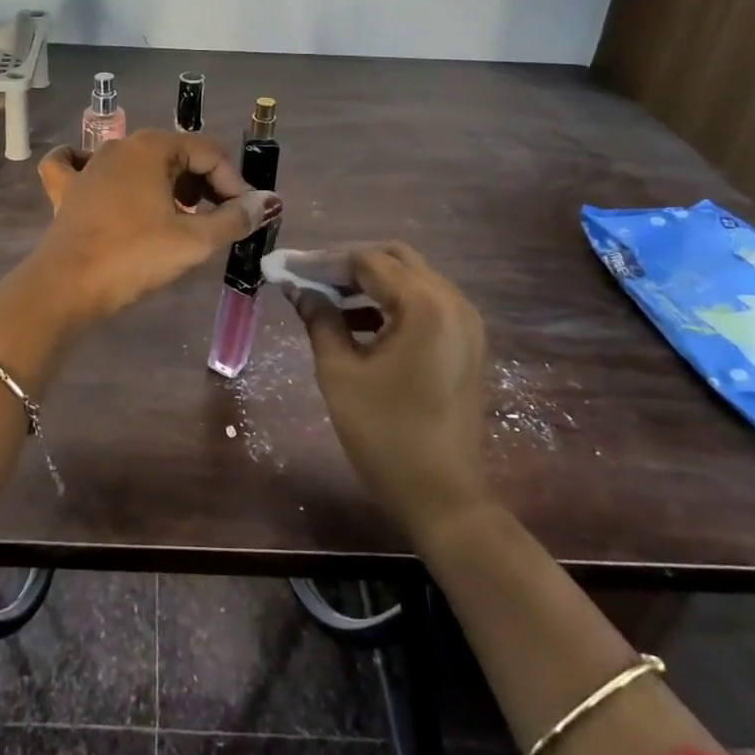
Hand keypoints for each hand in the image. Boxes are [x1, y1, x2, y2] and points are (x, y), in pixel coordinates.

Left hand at [30, 129, 279, 321]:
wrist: (65, 286)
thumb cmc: (133, 256)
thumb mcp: (193, 240)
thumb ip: (234, 219)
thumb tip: (267, 203)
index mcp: (153, 147)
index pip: (210, 153)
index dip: (234, 184)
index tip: (244, 217)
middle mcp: (121, 145)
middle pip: (177, 155)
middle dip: (204, 184)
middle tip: (218, 221)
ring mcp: (89, 164)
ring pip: (139, 162)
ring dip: (166, 184)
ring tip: (180, 216)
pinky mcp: (67, 189)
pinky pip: (82, 166)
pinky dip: (101, 172)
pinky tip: (104, 182)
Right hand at [279, 243, 490, 548]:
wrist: (443, 496)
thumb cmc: (385, 434)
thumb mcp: (339, 373)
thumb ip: (319, 319)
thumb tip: (299, 288)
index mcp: (424, 305)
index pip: (367, 261)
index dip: (324, 261)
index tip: (289, 268)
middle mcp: (452, 302)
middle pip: (395, 259)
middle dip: (349, 264)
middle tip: (309, 278)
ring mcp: (465, 322)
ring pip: (412, 278)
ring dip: (370, 282)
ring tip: (327, 298)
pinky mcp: (466, 342)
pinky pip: (425, 303)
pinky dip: (391, 302)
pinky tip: (357, 321)